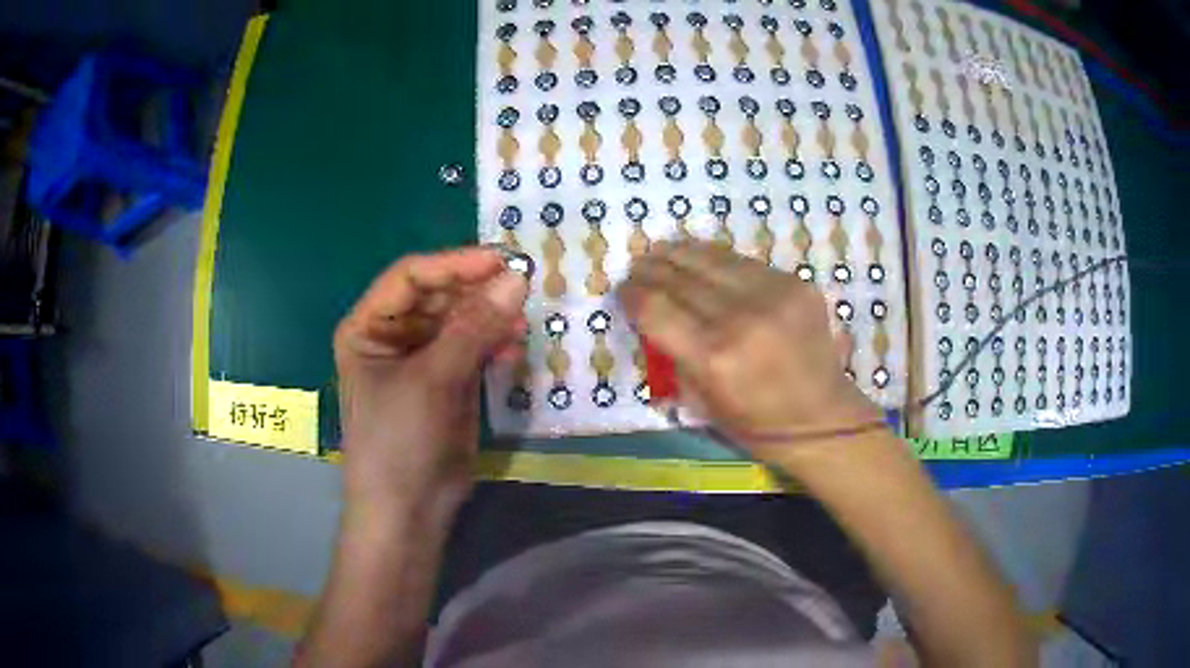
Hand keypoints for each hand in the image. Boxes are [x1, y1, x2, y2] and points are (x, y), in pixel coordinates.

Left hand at [333, 247, 527, 512]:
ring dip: (490, 317)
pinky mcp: (447, 381)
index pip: (410, 277)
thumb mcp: (433, 380)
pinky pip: (473, 348)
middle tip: (522, 288)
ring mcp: (421, 359)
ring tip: (521, 323)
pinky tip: (513, 348)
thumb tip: (517, 279)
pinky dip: (493, 344)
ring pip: (460, 321)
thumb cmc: (401, 441)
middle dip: (477, 291)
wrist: (409, 511)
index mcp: (368, 327)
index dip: (454, 264)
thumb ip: (473, 328)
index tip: (502, 260)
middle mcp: (392, 336)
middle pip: (438, 296)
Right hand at [618, 241, 885, 462]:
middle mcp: (742, 318)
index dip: (632, 295)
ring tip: (663, 251)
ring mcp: (774, 295)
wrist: (822, 416)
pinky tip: (703, 259)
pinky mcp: (796, 283)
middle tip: (638, 267)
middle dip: (652, 269)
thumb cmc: (756, 424)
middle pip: (681, 278)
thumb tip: (653, 314)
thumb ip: (674, 355)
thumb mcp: (700, 402)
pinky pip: (745, 262)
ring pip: (713, 259)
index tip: (623, 290)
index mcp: (714, 358)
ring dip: (681, 253)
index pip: (656, 309)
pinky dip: (717, 260)